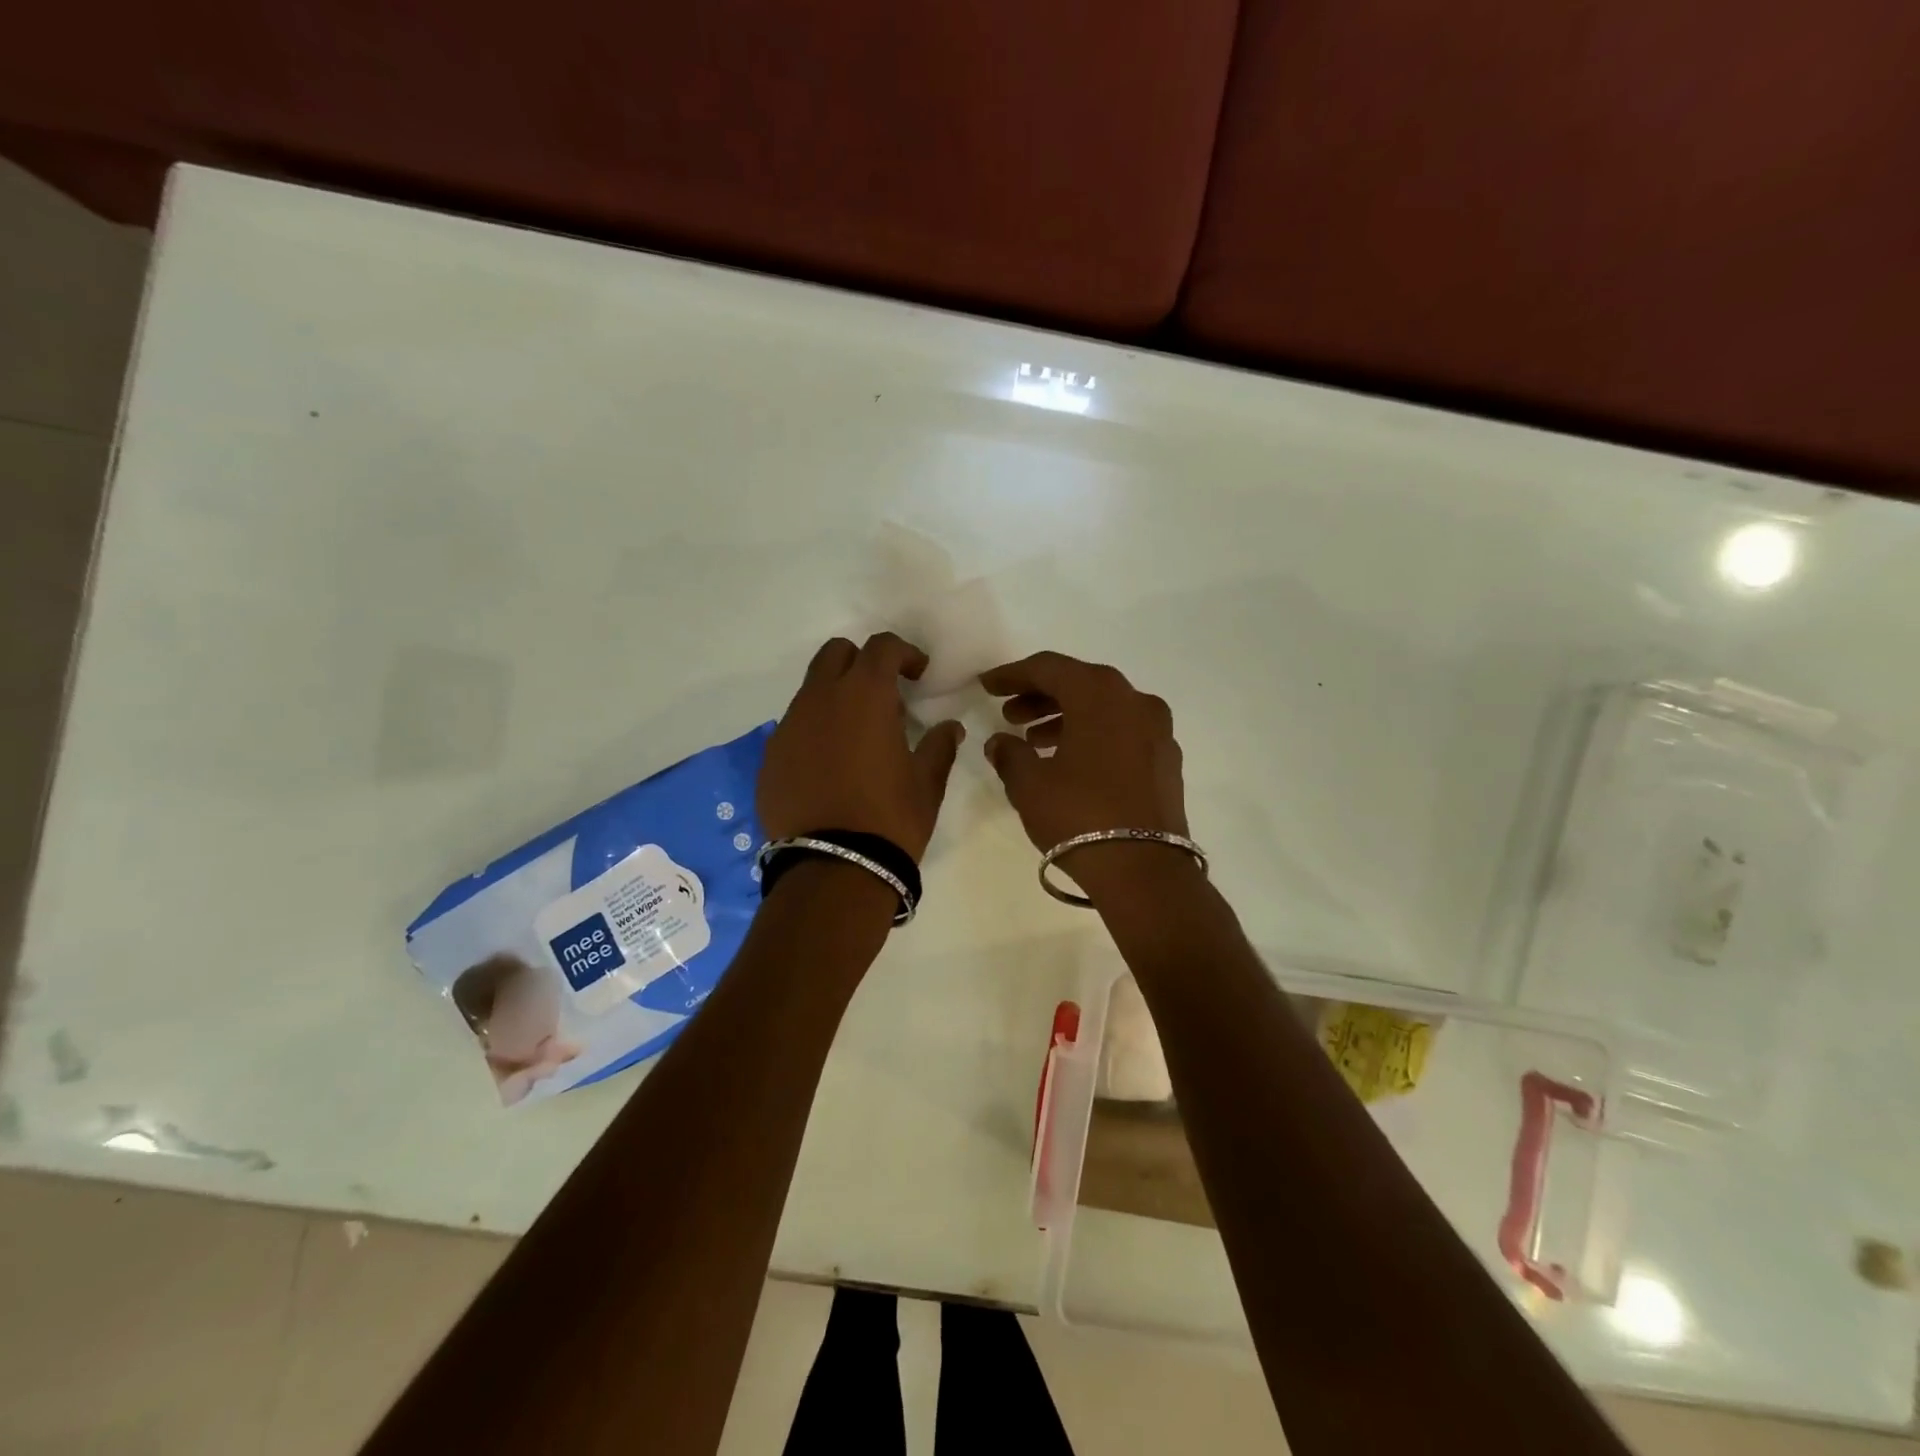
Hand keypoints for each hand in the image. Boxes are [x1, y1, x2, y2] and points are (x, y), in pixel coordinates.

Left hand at [758, 634, 963, 860]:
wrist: (834, 869)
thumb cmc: (890, 819)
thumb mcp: (927, 783)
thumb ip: (939, 746)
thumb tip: (949, 728)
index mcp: (863, 696)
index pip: (881, 647)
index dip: (904, 653)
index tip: (919, 675)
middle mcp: (819, 700)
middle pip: (835, 654)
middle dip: (862, 662)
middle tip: (884, 695)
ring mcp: (788, 728)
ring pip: (811, 691)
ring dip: (836, 698)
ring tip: (858, 738)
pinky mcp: (770, 758)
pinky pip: (794, 728)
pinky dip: (815, 732)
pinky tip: (830, 767)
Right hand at [979, 652, 1187, 851]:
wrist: (1144, 870)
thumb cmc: (1080, 816)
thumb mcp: (1030, 785)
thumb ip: (1009, 754)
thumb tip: (1000, 742)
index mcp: (1100, 694)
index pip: (1049, 668)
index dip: (1013, 675)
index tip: (987, 686)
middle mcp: (1135, 701)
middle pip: (1079, 684)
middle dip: (1040, 696)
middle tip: (1008, 715)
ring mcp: (1157, 730)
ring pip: (1103, 709)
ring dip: (1065, 717)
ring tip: (1033, 741)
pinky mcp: (1166, 759)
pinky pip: (1122, 731)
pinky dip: (1093, 735)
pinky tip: (1069, 760)